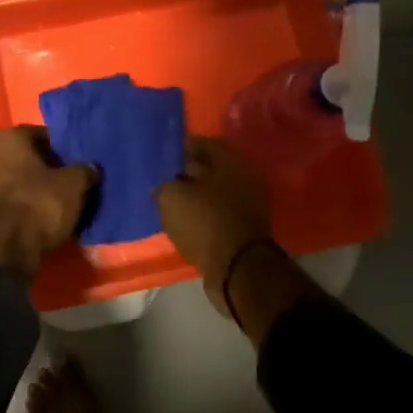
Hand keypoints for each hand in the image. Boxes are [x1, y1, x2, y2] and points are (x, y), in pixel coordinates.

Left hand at [0, 127, 97, 277]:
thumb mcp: (73, 185)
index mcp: (7, 138)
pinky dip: (18, 205)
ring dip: (29, 187)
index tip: (74, 163)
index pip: (40, 135)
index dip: (60, 149)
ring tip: (53, 203)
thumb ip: (83, 171)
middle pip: (23, 157)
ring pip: (11, 179)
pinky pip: (4, 200)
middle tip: (65, 182)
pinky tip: (35, 217)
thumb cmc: (38, 204)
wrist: (3, 251)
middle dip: (43, 168)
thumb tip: (90, 168)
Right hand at [155, 137, 272, 312]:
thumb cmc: (205, 222)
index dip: (182, 148)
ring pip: (216, 193)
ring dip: (196, 197)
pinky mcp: (246, 229)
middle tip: (166, 181)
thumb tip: (163, 188)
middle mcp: (244, 178)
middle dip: (189, 173)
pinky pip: (220, 215)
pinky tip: (186, 223)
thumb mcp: (172, 198)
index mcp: (230, 162)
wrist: (237, 268)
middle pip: (213, 169)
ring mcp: (249, 205)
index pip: (205, 144)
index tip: (165, 157)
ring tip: (173, 204)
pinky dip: (204, 216)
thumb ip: (164, 186)